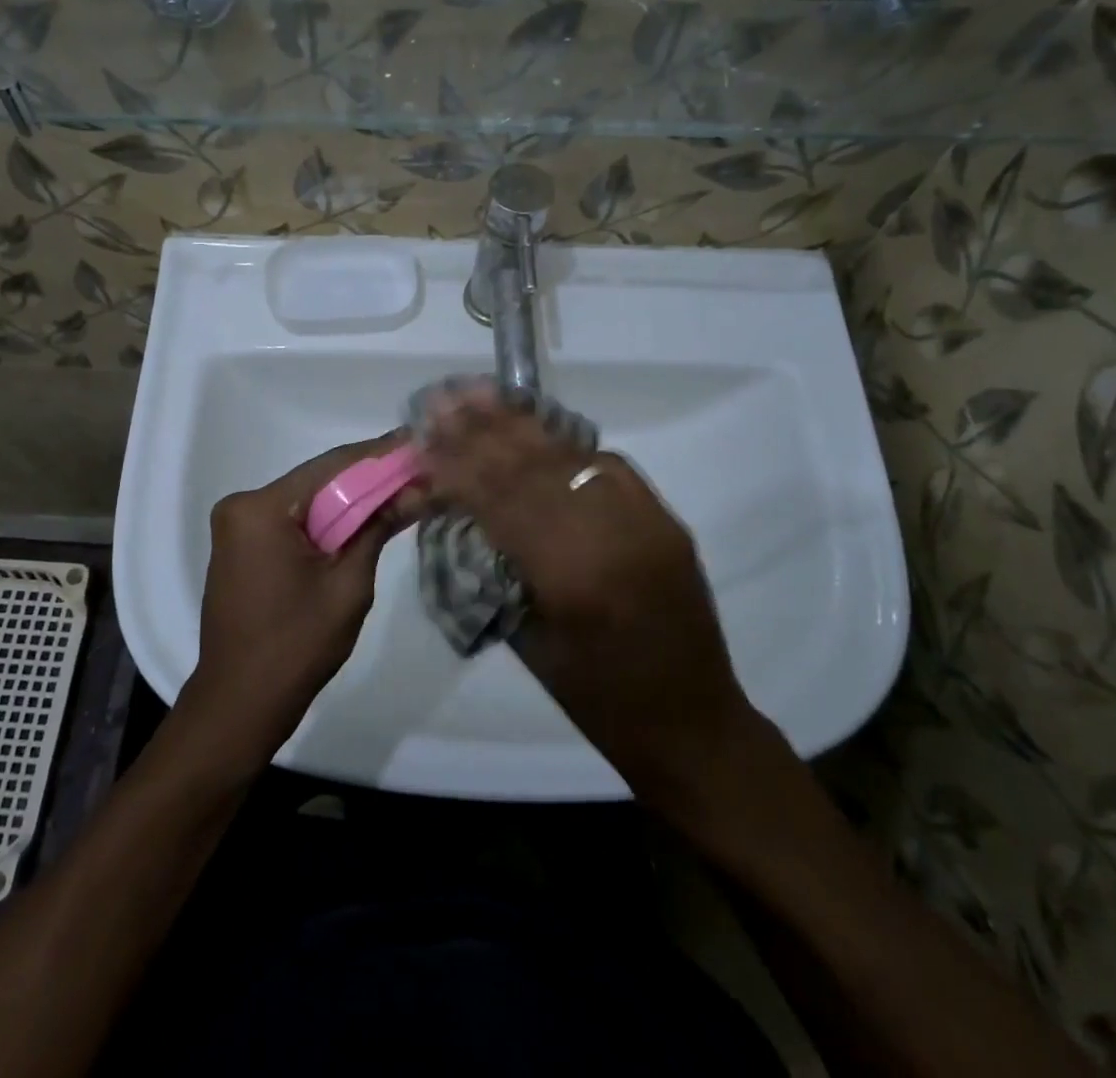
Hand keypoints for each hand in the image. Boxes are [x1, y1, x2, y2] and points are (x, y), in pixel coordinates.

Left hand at [179, 432, 413, 771]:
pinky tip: (364, 518)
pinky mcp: (242, 546)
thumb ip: (378, 528)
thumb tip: (418, 489)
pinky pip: (292, 521)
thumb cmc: (296, 646)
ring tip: (401, 490)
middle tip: (417, 470)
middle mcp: (243, 506)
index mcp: (261, 508)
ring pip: (307, 501)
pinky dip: (327, 521)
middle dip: (369, 478)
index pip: (332, 467)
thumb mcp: (348, 584)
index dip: (379, 455)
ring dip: (350, 500)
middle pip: (318, 481)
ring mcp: (237, 526)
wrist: (240, 703)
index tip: (417, 444)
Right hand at [417, 385, 763, 806]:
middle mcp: (612, 536)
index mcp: (572, 577)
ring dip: (521, 424)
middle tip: (444, 397)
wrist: (692, 723)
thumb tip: (464, 513)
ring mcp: (646, 521)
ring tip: (481, 393)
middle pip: (533, 468)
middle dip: (482, 430)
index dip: (459, 465)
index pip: (501, 502)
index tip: (424, 435)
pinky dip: (565, 445)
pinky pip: (607, 467)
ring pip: (570, 457)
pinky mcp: (664, 519)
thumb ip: (498, 568)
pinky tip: (535, 427)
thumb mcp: (529, 640)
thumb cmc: (597, 700)